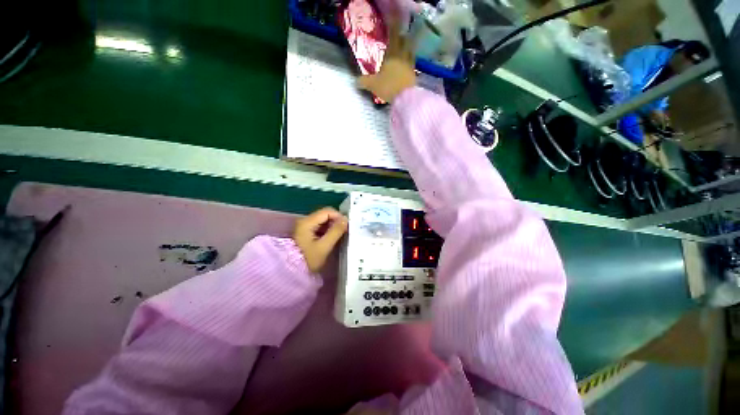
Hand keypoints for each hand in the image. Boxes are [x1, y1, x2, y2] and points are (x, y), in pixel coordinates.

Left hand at [293, 207, 347, 272]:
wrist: (292, 272)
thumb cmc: (308, 260)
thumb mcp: (324, 246)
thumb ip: (335, 231)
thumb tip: (345, 219)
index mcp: (307, 222)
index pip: (327, 211)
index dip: (339, 216)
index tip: (346, 226)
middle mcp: (305, 221)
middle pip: (325, 214)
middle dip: (336, 221)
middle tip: (344, 231)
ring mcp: (305, 226)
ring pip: (323, 220)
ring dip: (332, 226)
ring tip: (339, 236)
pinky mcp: (306, 232)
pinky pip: (320, 226)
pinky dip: (327, 230)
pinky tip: (331, 238)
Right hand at [357, 19, 415, 102]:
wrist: (405, 98)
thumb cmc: (388, 86)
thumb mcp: (373, 84)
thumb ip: (364, 82)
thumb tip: (356, 81)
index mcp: (392, 54)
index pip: (394, 37)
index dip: (394, 28)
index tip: (394, 22)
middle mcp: (402, 56)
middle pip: (404, 43)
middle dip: (401, 39)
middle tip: (399, 38)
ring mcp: (410, 66)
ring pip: (409, 53)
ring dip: (407, 50)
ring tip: (403, 51)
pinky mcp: (414, 76)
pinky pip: (411, 65)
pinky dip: (408, 64)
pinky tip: (406, 67)